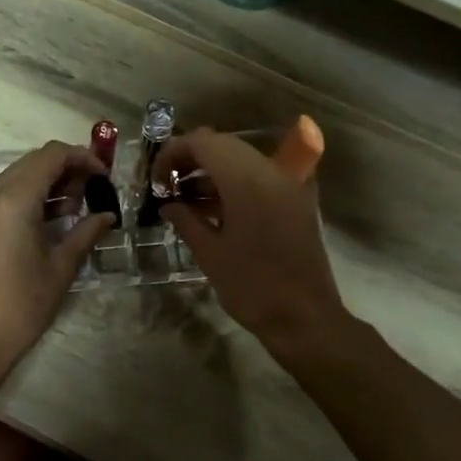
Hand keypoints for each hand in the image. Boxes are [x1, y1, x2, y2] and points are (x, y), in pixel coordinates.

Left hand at [0, 140, 112, 373]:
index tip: (104, 176)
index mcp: (13, 199)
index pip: (52, 155)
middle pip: (33, 161)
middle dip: (66, 169)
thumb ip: (86, 232)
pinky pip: (2, 193)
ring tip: (73, 209)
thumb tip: (107, 215)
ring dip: (47, 182)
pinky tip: (47, 220)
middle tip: (91, 193)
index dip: (82, 158)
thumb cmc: (24, 304)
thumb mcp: (62, 266)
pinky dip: (27, 196)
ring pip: (17, 175)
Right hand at [156, 127, 346, 355]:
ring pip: (243, 160)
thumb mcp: (210, 254)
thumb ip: (186, 221)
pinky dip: (236, 184)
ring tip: (186, 199)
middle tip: (168, 185)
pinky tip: (214, 209)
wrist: (304, 317)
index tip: (156, 177)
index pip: (204, 143)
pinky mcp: (297, 200)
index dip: (174, 152)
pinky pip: (261, 177)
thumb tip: (168, 205)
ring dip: (213, 171)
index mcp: (247, 180)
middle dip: (192, 159)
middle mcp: (271, 171)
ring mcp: (289, 184)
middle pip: (224, 145)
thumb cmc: (252, 287)